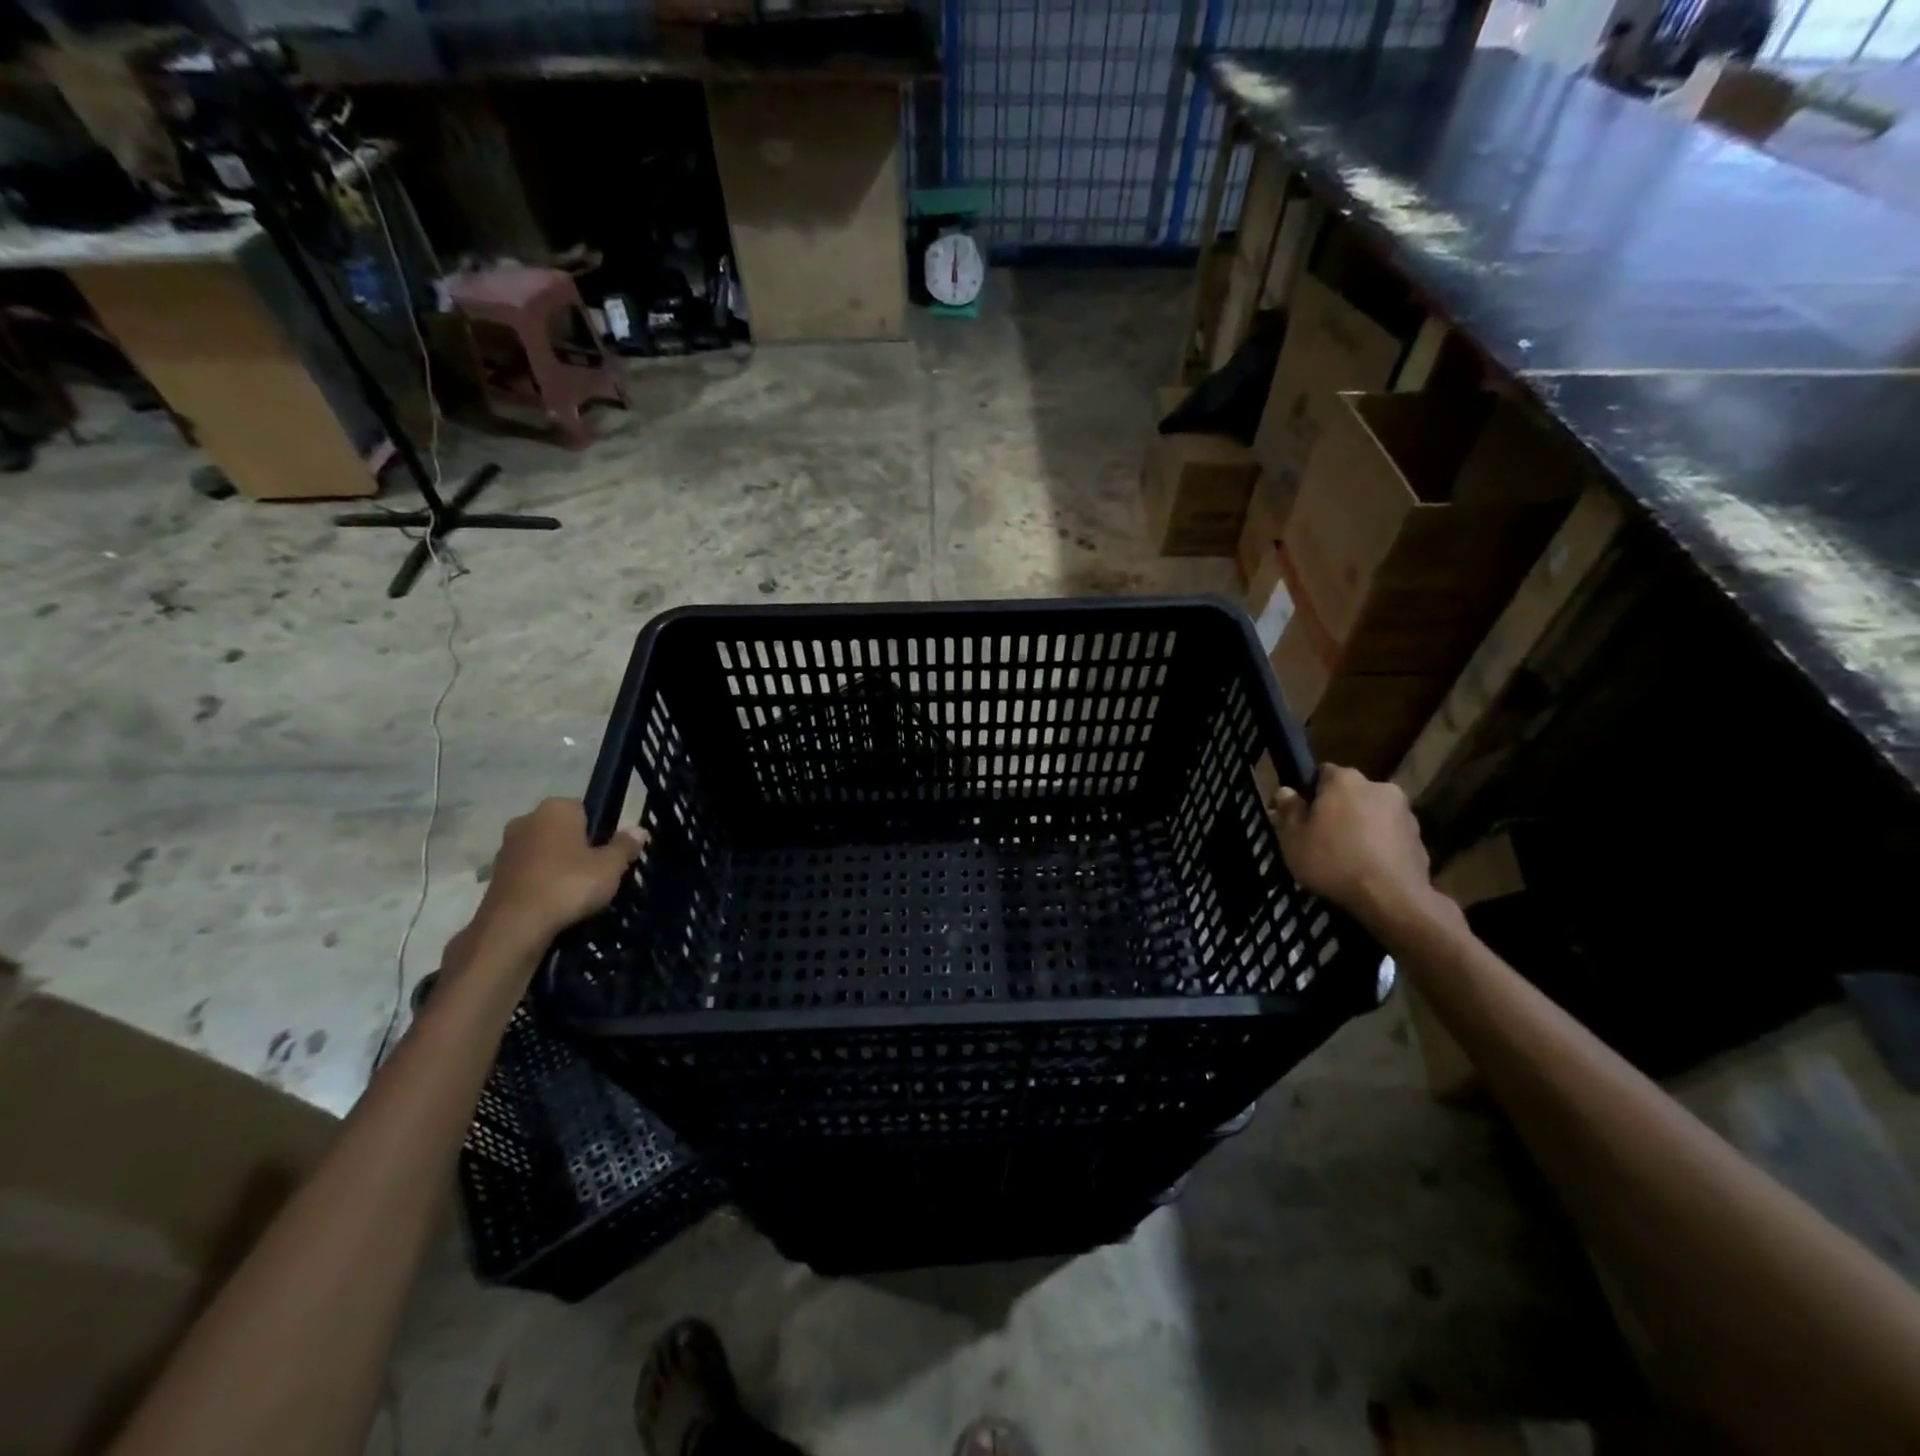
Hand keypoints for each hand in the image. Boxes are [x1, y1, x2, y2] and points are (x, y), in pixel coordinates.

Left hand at [469, 799, 644, 955]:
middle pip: (563, 830)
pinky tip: (553, 904)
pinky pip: (529, 873)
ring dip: (557, 866)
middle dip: (577, 847)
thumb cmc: (568, 884)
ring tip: (576, 893)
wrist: (514, 926)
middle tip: (596, 873)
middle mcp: (527, 819)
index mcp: (556, 808)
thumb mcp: (611, 866)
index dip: (600, 831)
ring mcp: (507, 847)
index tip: (608, 854)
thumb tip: (639, 830)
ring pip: (544, 852)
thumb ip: (625, 846)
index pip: (585, 809)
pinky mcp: (495, 875)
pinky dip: (540, 884)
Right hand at [1266, 764, 1438, 932]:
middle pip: (1350, 793)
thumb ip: (1289, 811)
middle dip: (1338, 809)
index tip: (1302, 816)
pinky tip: (1368, 869)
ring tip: (1347, 857)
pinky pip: (1390, 836)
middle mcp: (1378, 786)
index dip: (1309, 793)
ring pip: (1373, 814)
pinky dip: (1380, 846)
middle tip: (1322, 837)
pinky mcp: (1420, 838)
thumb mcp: (1293, 839)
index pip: (1322, 773)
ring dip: (1361, 827)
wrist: (1392, 898)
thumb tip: (1286, 791)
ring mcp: (1404, 812)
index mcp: (1344, 780)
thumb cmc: (1333, 862)